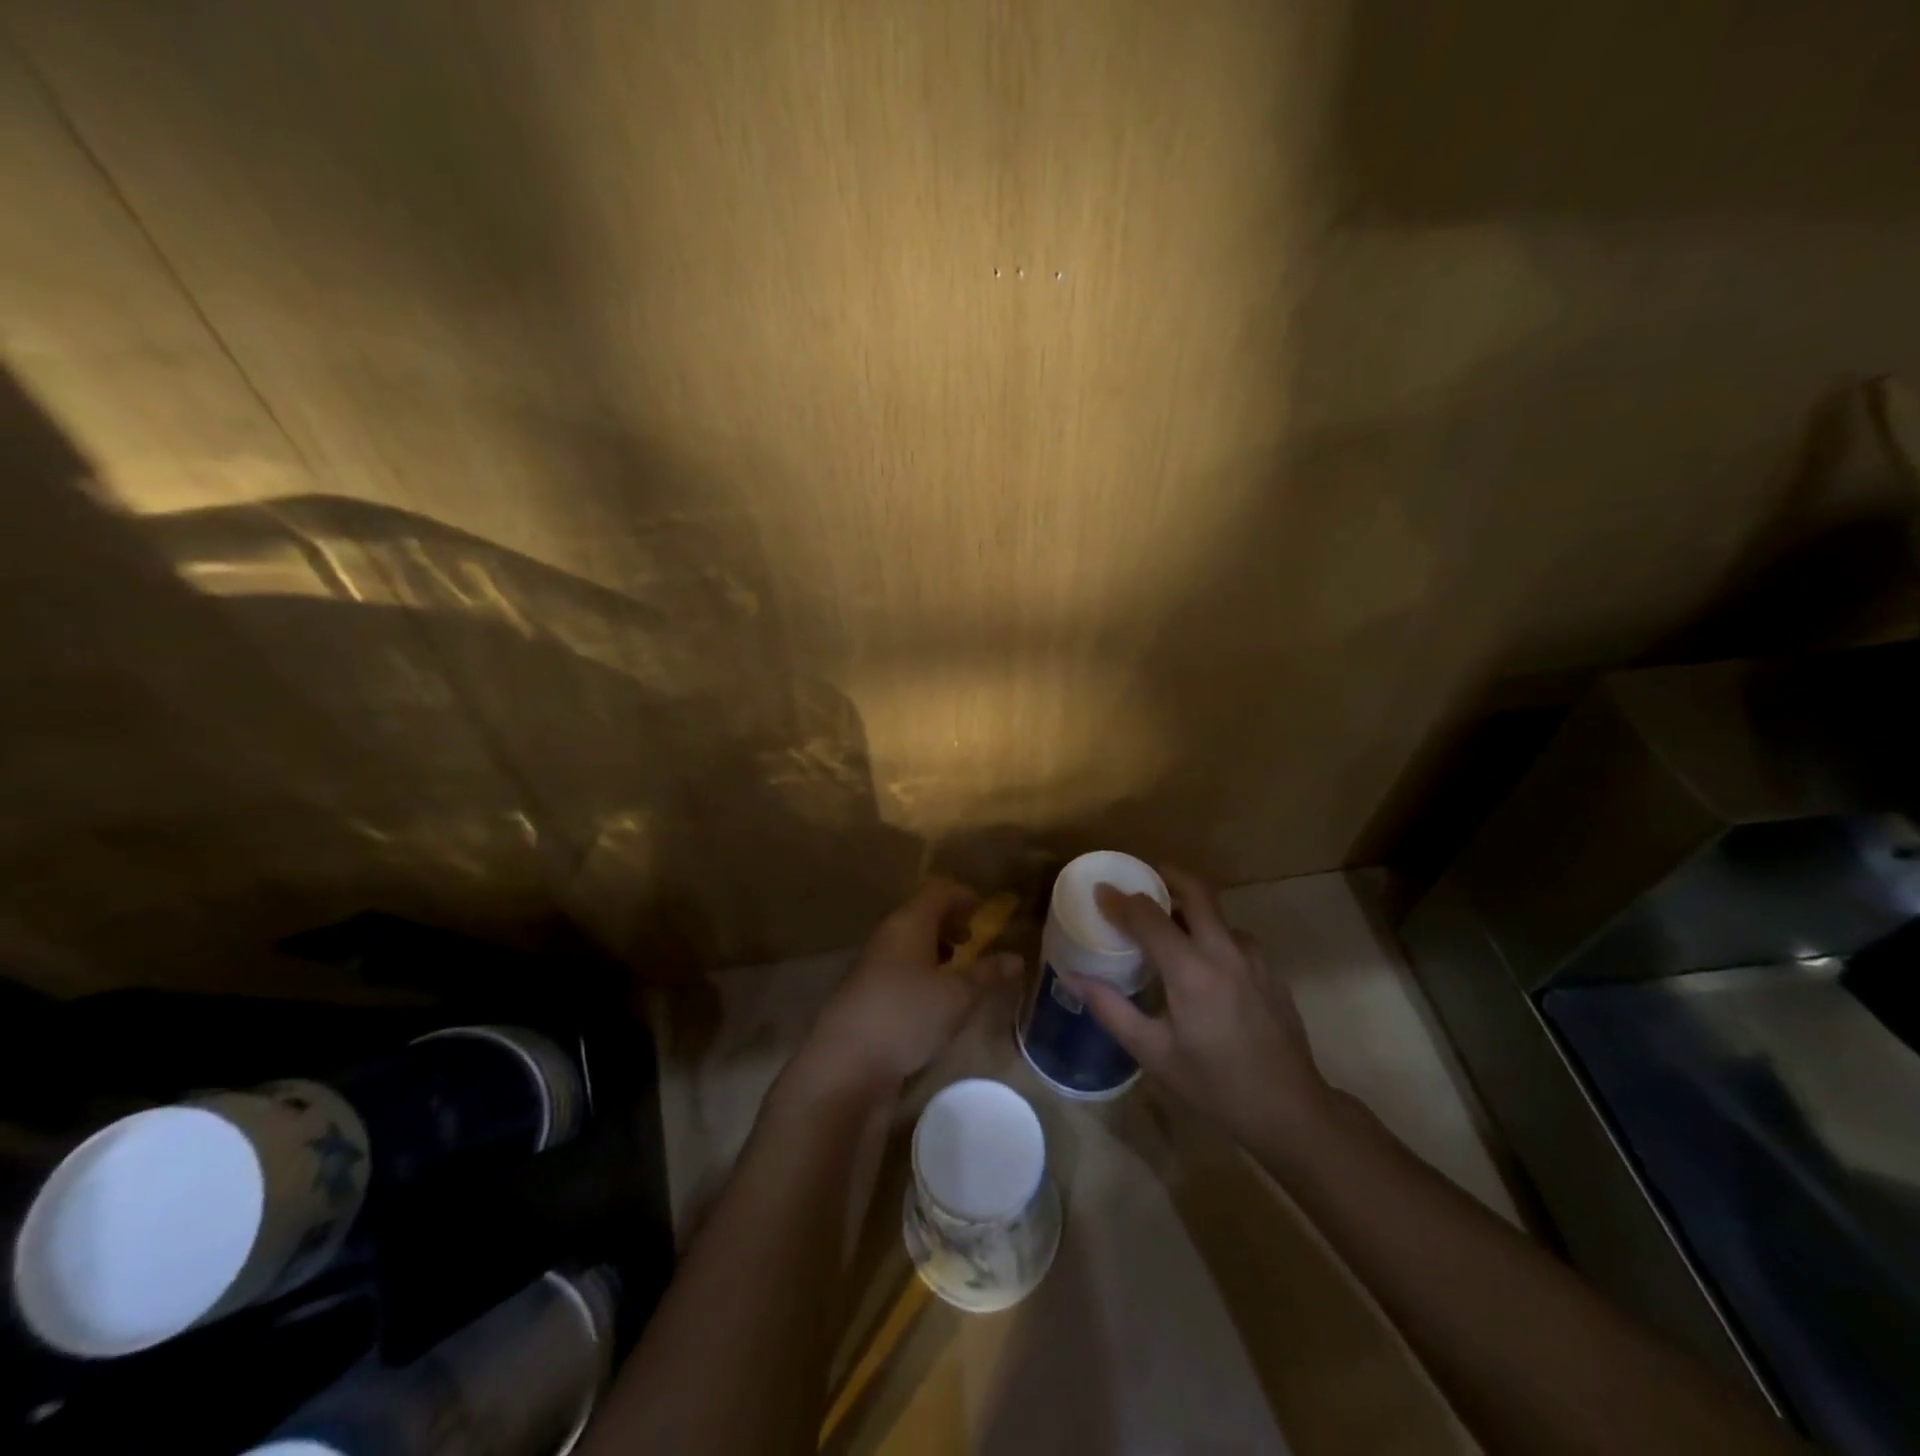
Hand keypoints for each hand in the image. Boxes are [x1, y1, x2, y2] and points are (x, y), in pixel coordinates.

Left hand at [787, 879, 1021, 1103]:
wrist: (845, 1064)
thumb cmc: (907, 1015)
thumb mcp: (958, 996)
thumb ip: (988, 974)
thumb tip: (1016, 957)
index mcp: (908, 922)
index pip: (938, 891)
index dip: (963, 896)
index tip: (985, 911)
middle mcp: (887, 936)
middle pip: (921, 914)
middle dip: (950, 923)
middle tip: (974, 940)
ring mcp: (872, 965)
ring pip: (909, 943)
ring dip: (935, 949)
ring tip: (958, 971)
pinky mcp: (865, 995)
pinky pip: (899, 969)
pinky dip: (921, 973)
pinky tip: (933, 1001)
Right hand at [1070, 867, 1330, 1151]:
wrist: (1291, 1111)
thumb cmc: (1214, 1085)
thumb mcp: (1153, 1052)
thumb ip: (1111, 1008)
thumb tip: (1072, 977)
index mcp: (1191, 969)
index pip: (1148, 916)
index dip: (1120, 900)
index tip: (1100, 891)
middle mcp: (1224, 951)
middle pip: (1196, 891)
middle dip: (1167, 877)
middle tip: (1141, 881)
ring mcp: (1254, 958)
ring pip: (1218, 914)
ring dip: (1190, 907)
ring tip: (1167, 925)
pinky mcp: (1270, 971)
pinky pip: (1234, 938)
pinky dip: (1210, 934)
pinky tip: (1201, 963)